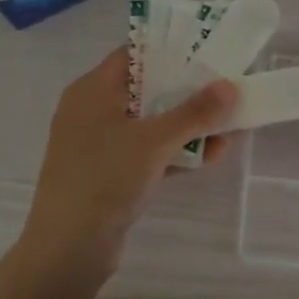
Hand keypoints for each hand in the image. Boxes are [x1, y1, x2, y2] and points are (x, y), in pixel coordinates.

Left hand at [17, 48, 236, 282]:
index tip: (208, 52)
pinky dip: (174, 152)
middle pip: (147, 89)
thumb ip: (195, 112)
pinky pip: (147, 153)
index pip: (134, 54)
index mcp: (92, 90)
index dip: (171, 50)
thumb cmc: (104, 179)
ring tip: (229, 127)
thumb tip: (230, 86)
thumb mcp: (154, 140)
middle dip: (188, 93)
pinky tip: (210, 156)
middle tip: (226, 90)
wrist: (68, 248)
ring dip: (187, 126)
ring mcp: (99, 145)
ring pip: (150, 124)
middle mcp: (92, 111)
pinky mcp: (109, 174)